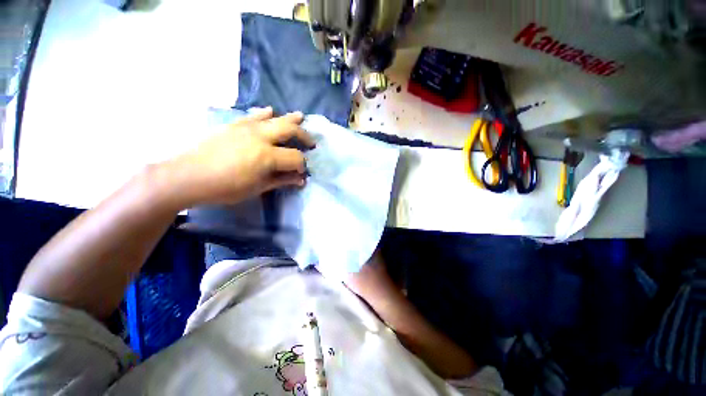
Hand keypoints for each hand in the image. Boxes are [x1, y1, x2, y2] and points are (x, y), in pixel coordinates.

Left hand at [170, 107, 314, 206]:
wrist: (188, 176)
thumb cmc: (225, 188)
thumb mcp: (257, 188)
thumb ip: (282, 180)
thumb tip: (301, 180)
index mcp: (267, 156)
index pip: (295, 157)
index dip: (302, 165)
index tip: (302, 172)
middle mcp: (260, 137)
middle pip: (290, 130)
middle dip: (304, 136)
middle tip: (311, 143)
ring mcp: (247, 127)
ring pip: (275, 118)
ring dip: (291, 118)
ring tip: (302, 117)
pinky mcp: (235, 124)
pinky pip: (254, 115)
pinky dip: (266, 113)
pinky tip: (271, 111)